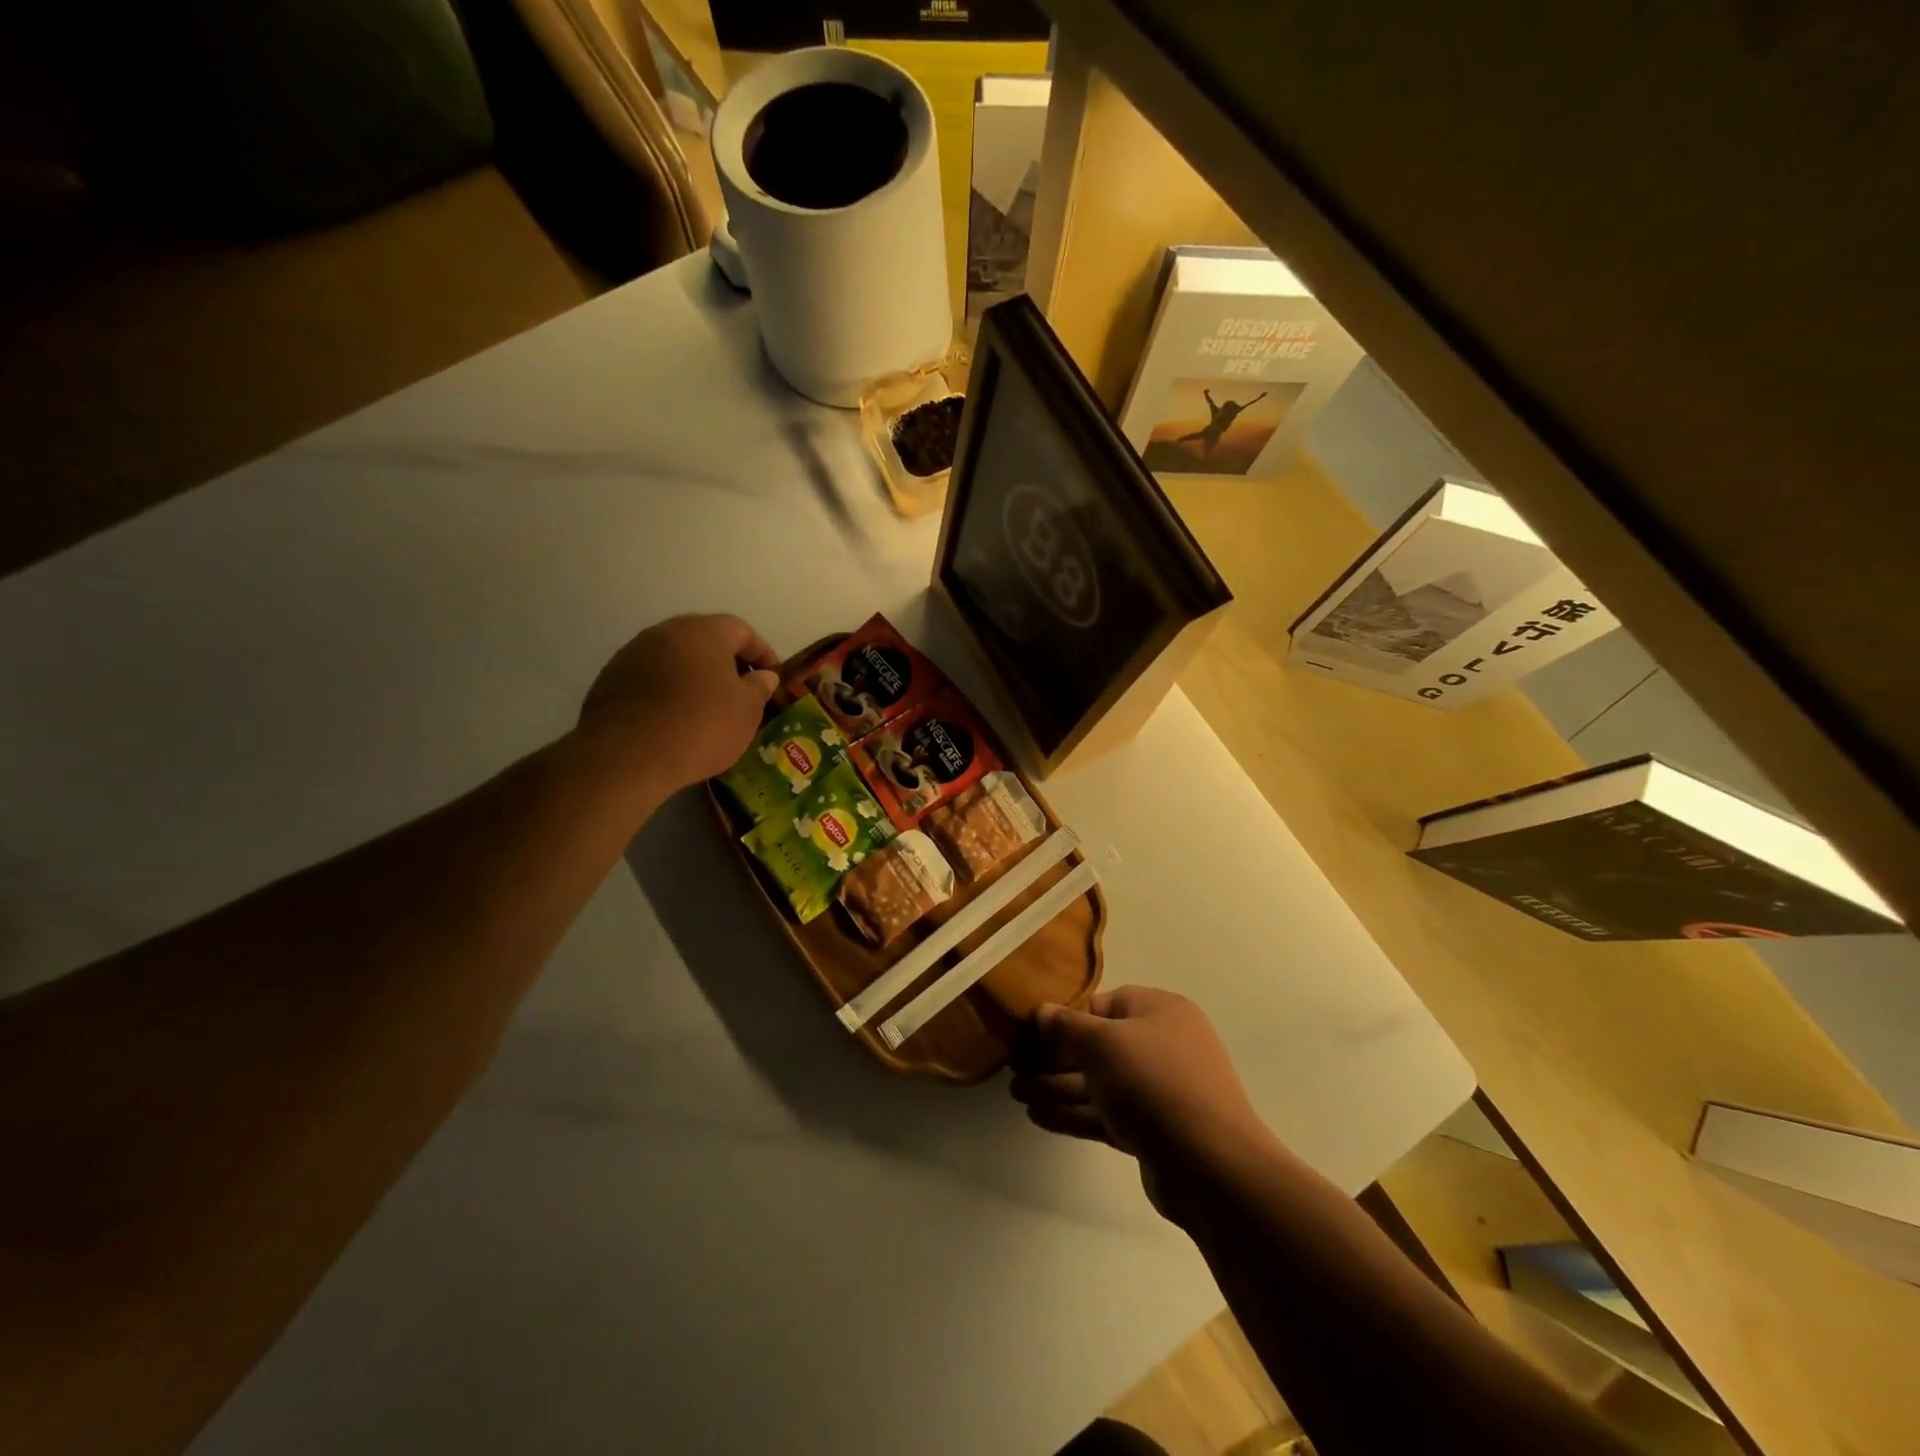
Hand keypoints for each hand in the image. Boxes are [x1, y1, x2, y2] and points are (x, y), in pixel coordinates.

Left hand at [577, 614, 780, 792]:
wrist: (627, 756)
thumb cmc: (701, 726)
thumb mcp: (746, 711)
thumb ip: (759, 687)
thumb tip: (763, 676)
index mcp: (704, 632)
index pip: (742, 631)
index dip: (762, 653)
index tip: (773, 677)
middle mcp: (666, 632)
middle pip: (705, 639)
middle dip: (726, 662)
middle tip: (741, 690)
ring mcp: (633, 653)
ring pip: (675, 658)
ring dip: (694, 676)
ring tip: (708, 706)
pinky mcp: (610, 679)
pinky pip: (651, 678)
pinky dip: (668, 691)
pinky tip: (675, 718)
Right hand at [1011, 986, 1269, 1222]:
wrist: (1212, 1167)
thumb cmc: (1155, 1084)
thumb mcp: (1104, 1044)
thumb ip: (1067, 1026)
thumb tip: (1042, 1011)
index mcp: (1160, 1011)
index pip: (1104, 1005)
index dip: (1067, 1017)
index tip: (1031, 1032)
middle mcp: (1162, 1045)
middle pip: (1098, 1046)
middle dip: (1054, 1058)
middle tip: (1014, 1067)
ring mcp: (1159, 1091)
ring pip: (1099, 1083)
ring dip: (1057, 1087)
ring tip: (1015, 1094)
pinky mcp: (1153, 1131)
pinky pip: (1106, 1114)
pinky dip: (1074, 1113)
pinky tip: (1038, 1116)